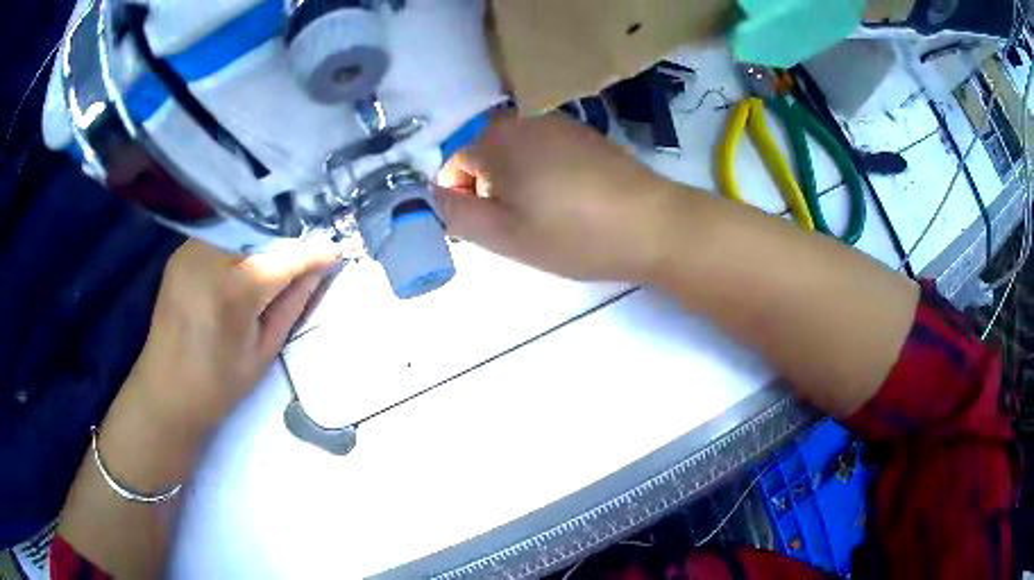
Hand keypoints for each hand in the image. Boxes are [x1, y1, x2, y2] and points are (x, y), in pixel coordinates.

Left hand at [128, 239, 340, 430]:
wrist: (165, 391)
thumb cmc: (219, 384)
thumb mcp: (264, 351)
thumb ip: (292, 304)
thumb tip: (319, 271)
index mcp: (234, 291)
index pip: (284, 258)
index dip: (313, 253)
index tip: (336, 251)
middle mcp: (209, 257)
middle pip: (261, 234)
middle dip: (286, 241)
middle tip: (306, 256)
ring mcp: (191, 250)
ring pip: (239, 230)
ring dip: (261, 240)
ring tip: (275, 259)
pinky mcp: (180, 252)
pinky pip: (220, 237)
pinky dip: (238, 245)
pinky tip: (243, 263)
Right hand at [435, 113, 677, 281]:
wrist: (653, 225)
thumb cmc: (573, 234)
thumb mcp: (502, 235)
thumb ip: (453, 214)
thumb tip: (428, 195)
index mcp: (495, 139)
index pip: (451, 167)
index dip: (464, 203)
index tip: (493, 230)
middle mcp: (521, 118)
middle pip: (482, 157)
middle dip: (490, 191)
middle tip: (522, 226)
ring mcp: (557, 121)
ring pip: (514, 155)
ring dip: (518, 184)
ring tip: (549, 215)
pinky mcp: (584, 133)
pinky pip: (544, 151)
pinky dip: (544, 174)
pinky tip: (571, 199)